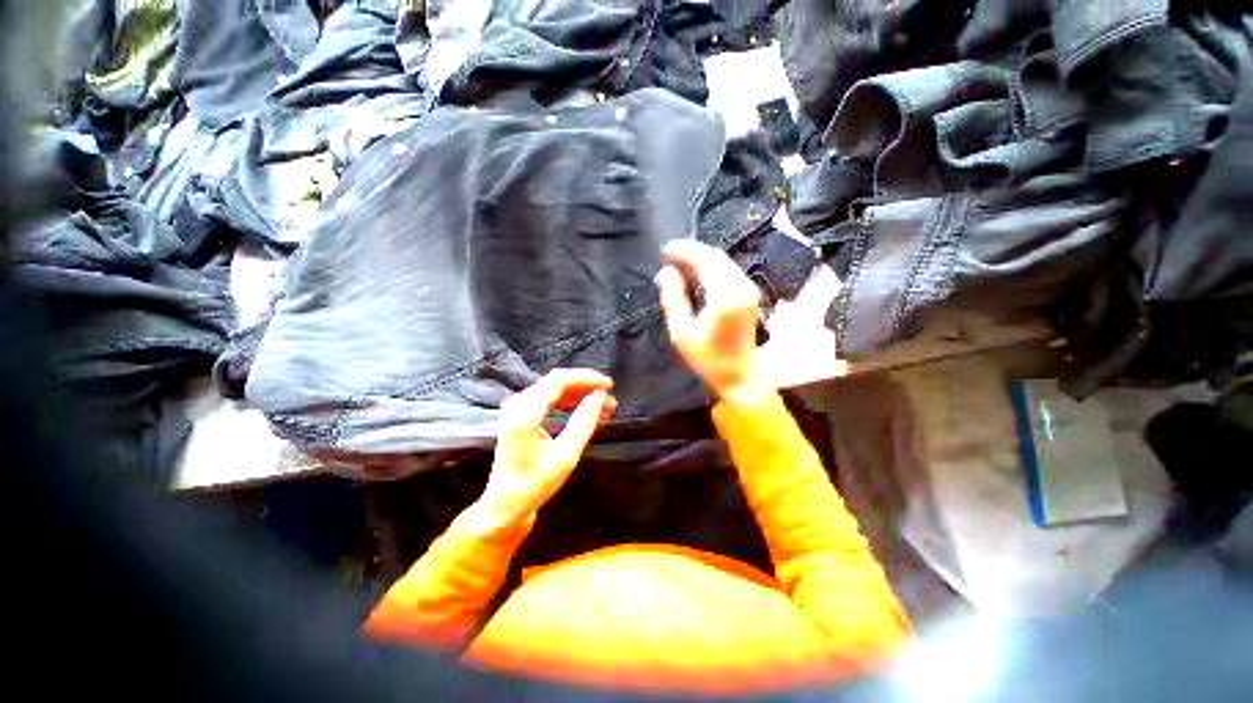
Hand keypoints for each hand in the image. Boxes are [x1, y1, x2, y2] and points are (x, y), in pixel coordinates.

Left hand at [470, 369, 615, 534]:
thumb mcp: (566, 455)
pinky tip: (588, 414)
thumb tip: (600, 396)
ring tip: (604, 408)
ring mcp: (517, 407)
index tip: (609, 386)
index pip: (560, 380)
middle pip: (558, 381)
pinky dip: (570, 403)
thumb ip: (585, 421)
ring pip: (555, 389)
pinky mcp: (520, 414)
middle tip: (610, 400)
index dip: (587, 378)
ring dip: (581, 395)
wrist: (505, 504)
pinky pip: (549, 399)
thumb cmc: (535, 484)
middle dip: (587, 387)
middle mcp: (518, 403)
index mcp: (526, 412)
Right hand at [656, 239, 766, 402]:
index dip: (684, 250)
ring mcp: (748, 290)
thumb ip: (673, 298)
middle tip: (669, 257)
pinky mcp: (749, 296)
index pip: (705, 260)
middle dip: (691, 252)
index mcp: (725, 295)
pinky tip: (696, 276)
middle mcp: (741, 287)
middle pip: (716, 257)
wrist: (740, 375)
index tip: (665, 250)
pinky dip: (710, 269)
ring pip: (723, 263)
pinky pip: (728, 272)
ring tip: (679, 265)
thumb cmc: (708, 358)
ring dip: (701, 260)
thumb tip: (666, 272)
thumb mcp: (682, 332)